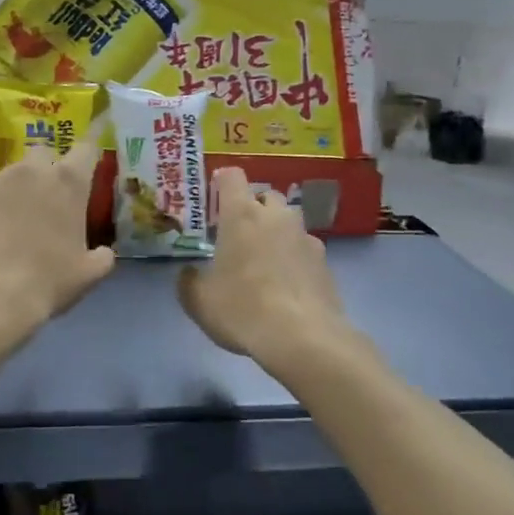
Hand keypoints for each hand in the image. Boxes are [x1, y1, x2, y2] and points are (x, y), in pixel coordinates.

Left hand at [0, 141, 113, 330]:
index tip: (90, 159)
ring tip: (14, 223)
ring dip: (17, 191)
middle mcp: (30, 171)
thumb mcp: (89, 274)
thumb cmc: (49, 282)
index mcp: (67, 182)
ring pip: (9, 176)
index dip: (89, 152)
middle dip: (47, 169)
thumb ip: (102, 255)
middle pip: (42, 154)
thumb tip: (103, 252)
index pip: (85, 149)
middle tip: (48, 199)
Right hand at [179, 167, 351, 366]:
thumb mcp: (200, 302)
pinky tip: (287, 283)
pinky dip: (294, 257)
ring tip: (265, 260)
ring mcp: (305, 236)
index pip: (232, 176)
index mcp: (241, 215)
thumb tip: (188, 273)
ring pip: (288, 221)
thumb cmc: (243, 310)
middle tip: (238, 234)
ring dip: (276, 231)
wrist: (303, 338)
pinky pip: (304, 248)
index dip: (222, 181)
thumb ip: (188, 282)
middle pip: (265, 195)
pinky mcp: (324, 261)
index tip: (215, 197)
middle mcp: (276, 216)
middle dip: (253, 207)